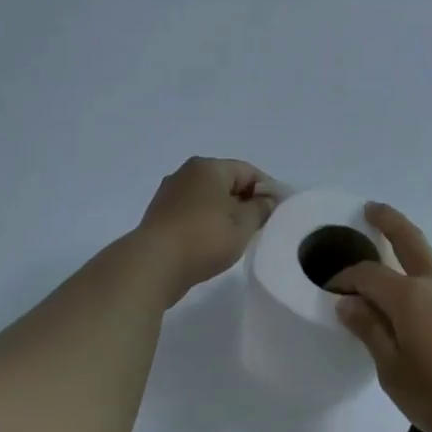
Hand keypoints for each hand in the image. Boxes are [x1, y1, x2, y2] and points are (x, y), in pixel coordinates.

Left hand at [135, 157, 280, 303]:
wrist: (153, 265)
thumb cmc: (204, 238)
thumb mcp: (243, 224)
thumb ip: (261, 208)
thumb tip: (268, 199)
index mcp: (207, 167)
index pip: (248, 171)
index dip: (267, 190)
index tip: (278, 212)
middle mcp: (186, 173)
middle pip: (226, 183)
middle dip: (245, 202)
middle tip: (261, 226)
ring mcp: (169, 194)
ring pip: (208, 199)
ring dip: (225, 214)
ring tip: (238, 238)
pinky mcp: (159, 216)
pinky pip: (192, 213)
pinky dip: (206, 223)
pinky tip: (213, 244)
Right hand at [331, 203, 431, 431]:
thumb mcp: (393, 372)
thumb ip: (370, 331)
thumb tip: (348, 302)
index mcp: (409, 296)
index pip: (368, 274)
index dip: (346, 277)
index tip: (331, 288)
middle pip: (410, 238)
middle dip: (387, 220)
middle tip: (371, 209)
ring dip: (418, 246)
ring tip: (406, 254)